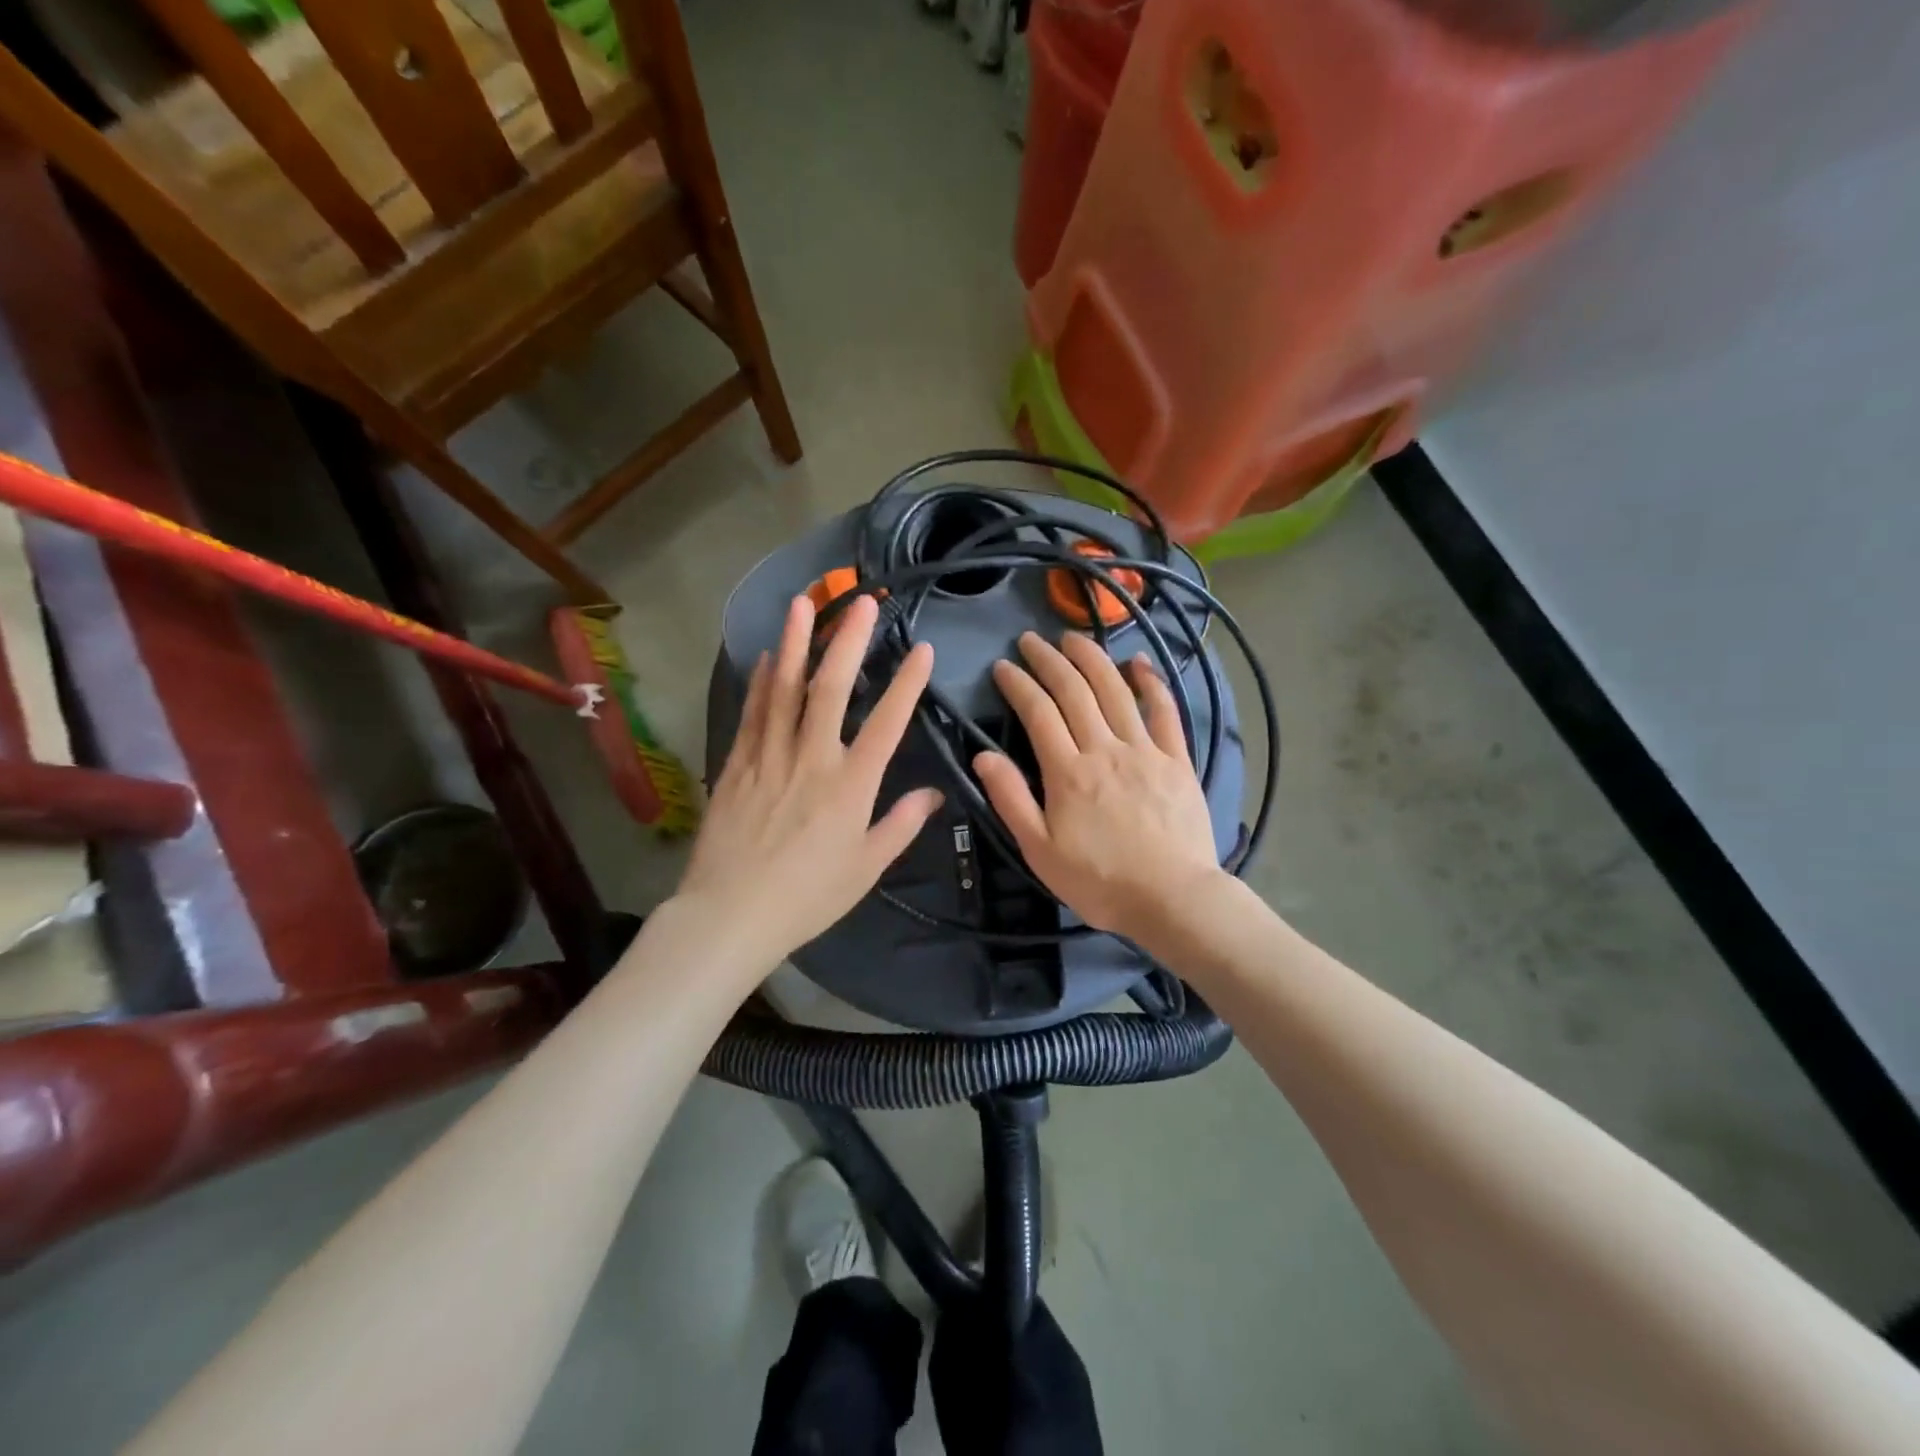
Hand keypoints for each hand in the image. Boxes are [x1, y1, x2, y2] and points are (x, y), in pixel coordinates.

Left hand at [676, 592, 942, 971]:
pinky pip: (750, 713)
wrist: (730, 915)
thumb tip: (933, 793)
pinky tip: (762, 657)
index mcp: (851, 785)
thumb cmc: (808, 897)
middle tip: (860, 602)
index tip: (921, 648)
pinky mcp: (736, 764)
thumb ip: (901, 824)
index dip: (907, 683)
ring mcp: (769, 757)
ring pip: (783, 689)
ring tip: (803, 604)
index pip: (887, 723)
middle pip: (831, 688)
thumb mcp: (866, 868)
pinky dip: (758, 682)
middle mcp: (811, 758)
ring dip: (794, 643)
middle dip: (848, 641)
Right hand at [975, 632, 1222, 942]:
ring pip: (1115, 690)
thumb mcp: (1040, 850)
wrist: (1172, 899)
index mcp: (1068, 772)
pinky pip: (1165, 711)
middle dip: (1049, 659)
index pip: (1038, 712)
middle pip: (1074, 691)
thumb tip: (982, 756)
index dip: (1018, 684)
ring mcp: (1145, 750)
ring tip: (1073, 637)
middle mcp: (1105, 748)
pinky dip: (1151, 682)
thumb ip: (1011, 799)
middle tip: (1030, 640)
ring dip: (1092, 658)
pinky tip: (1139, 662)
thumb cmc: (1099, 881)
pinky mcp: (1177, 759)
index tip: (1002, 667)